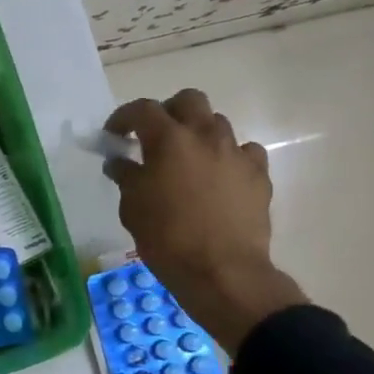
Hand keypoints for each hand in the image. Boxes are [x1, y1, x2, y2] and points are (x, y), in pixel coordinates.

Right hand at [103, 90, 307, 354]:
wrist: (222, 272)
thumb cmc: (167, 238)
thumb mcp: (132, 207)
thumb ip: (126, 176)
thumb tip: (120, 162)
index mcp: (169, 139)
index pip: (142, 109)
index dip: (124, 117)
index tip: (114, 135)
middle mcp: (205, 136)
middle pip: (189, 100)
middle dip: (169, 112)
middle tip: (156, 137)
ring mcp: (237, 153)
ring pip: (218, 124)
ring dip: (199, 134)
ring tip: (188, 160)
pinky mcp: (259, 175)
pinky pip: (244, 152)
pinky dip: (228, 158)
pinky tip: (219, 178)